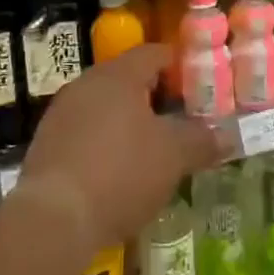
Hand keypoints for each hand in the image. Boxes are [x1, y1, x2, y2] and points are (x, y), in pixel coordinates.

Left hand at [18, 44, 220, 256]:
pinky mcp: (46, 144)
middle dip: (156, 98)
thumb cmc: (121, 173)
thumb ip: (202, 140)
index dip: (181, 67)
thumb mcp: (173, 157)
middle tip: (181, 121)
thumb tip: (227, 136)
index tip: (200, 89)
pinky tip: (119, 173)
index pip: (155, 53)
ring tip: (153, 150)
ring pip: (106, 107)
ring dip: (130, 123)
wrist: (52, 220)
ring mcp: (61, 113)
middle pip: (129, 79)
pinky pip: (85, 132)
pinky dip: (106, 143)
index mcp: (119, 75)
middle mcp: (87, 84)